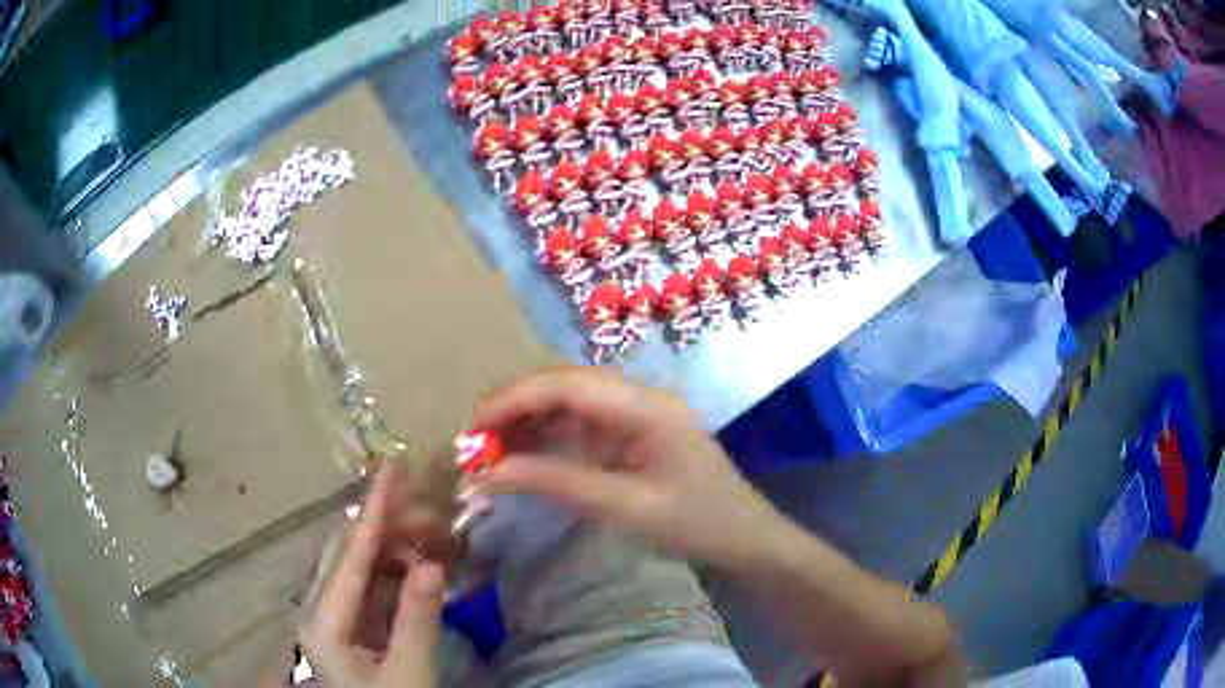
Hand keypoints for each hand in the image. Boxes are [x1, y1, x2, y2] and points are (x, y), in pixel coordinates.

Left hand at [299, 467, 445, 687]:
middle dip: (382, 520)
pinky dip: (392, 569)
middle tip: (419, 492)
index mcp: (323, 622)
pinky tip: (416, 558)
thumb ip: (417, 621)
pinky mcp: (348, 625)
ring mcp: (330, 616)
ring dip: (389, 543)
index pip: (350, 556)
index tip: (392, 470)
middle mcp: (317, 608)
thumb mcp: (408, 674)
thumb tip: (433, 564)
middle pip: (346, 551)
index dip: (373, 512)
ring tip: (427, 523)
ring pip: (356, 565)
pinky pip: (367, 585)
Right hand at [471, 367, 781, 565]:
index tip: (473, 430)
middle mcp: (638, 397)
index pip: (566, 384)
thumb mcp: (624, 508)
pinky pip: (580, 426)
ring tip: (488, 454)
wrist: (744, 537)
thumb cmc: (695, 524)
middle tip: (474, 446)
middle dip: (514, 410)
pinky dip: (546, 440)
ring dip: (526, 424)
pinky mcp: (631, 433)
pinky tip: (521, 458)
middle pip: (563, 387)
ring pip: (567, 404)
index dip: (513, 400)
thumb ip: (556, 483)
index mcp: (645, 406)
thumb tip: (489, 473)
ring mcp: (635, 413)